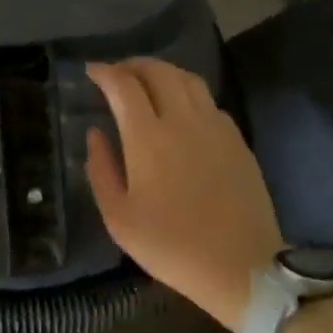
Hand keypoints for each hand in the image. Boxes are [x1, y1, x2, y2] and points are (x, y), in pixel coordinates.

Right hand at [84, 59, 283, 332]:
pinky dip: (187, 93)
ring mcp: (215, 127)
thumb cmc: (171, 246)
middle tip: (117, 73)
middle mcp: (183, 120)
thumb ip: (101, 169)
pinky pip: (209, 101)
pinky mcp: (237, 140)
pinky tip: (181, 110)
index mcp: (148, 137)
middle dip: (133, 65)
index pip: (124, 85)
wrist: (241, 267)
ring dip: (163, 72)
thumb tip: (95, 134)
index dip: (105, 72)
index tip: (91, 71)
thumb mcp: (118, 218)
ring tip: (147, 82)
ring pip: (188, 79)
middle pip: (158, 71)